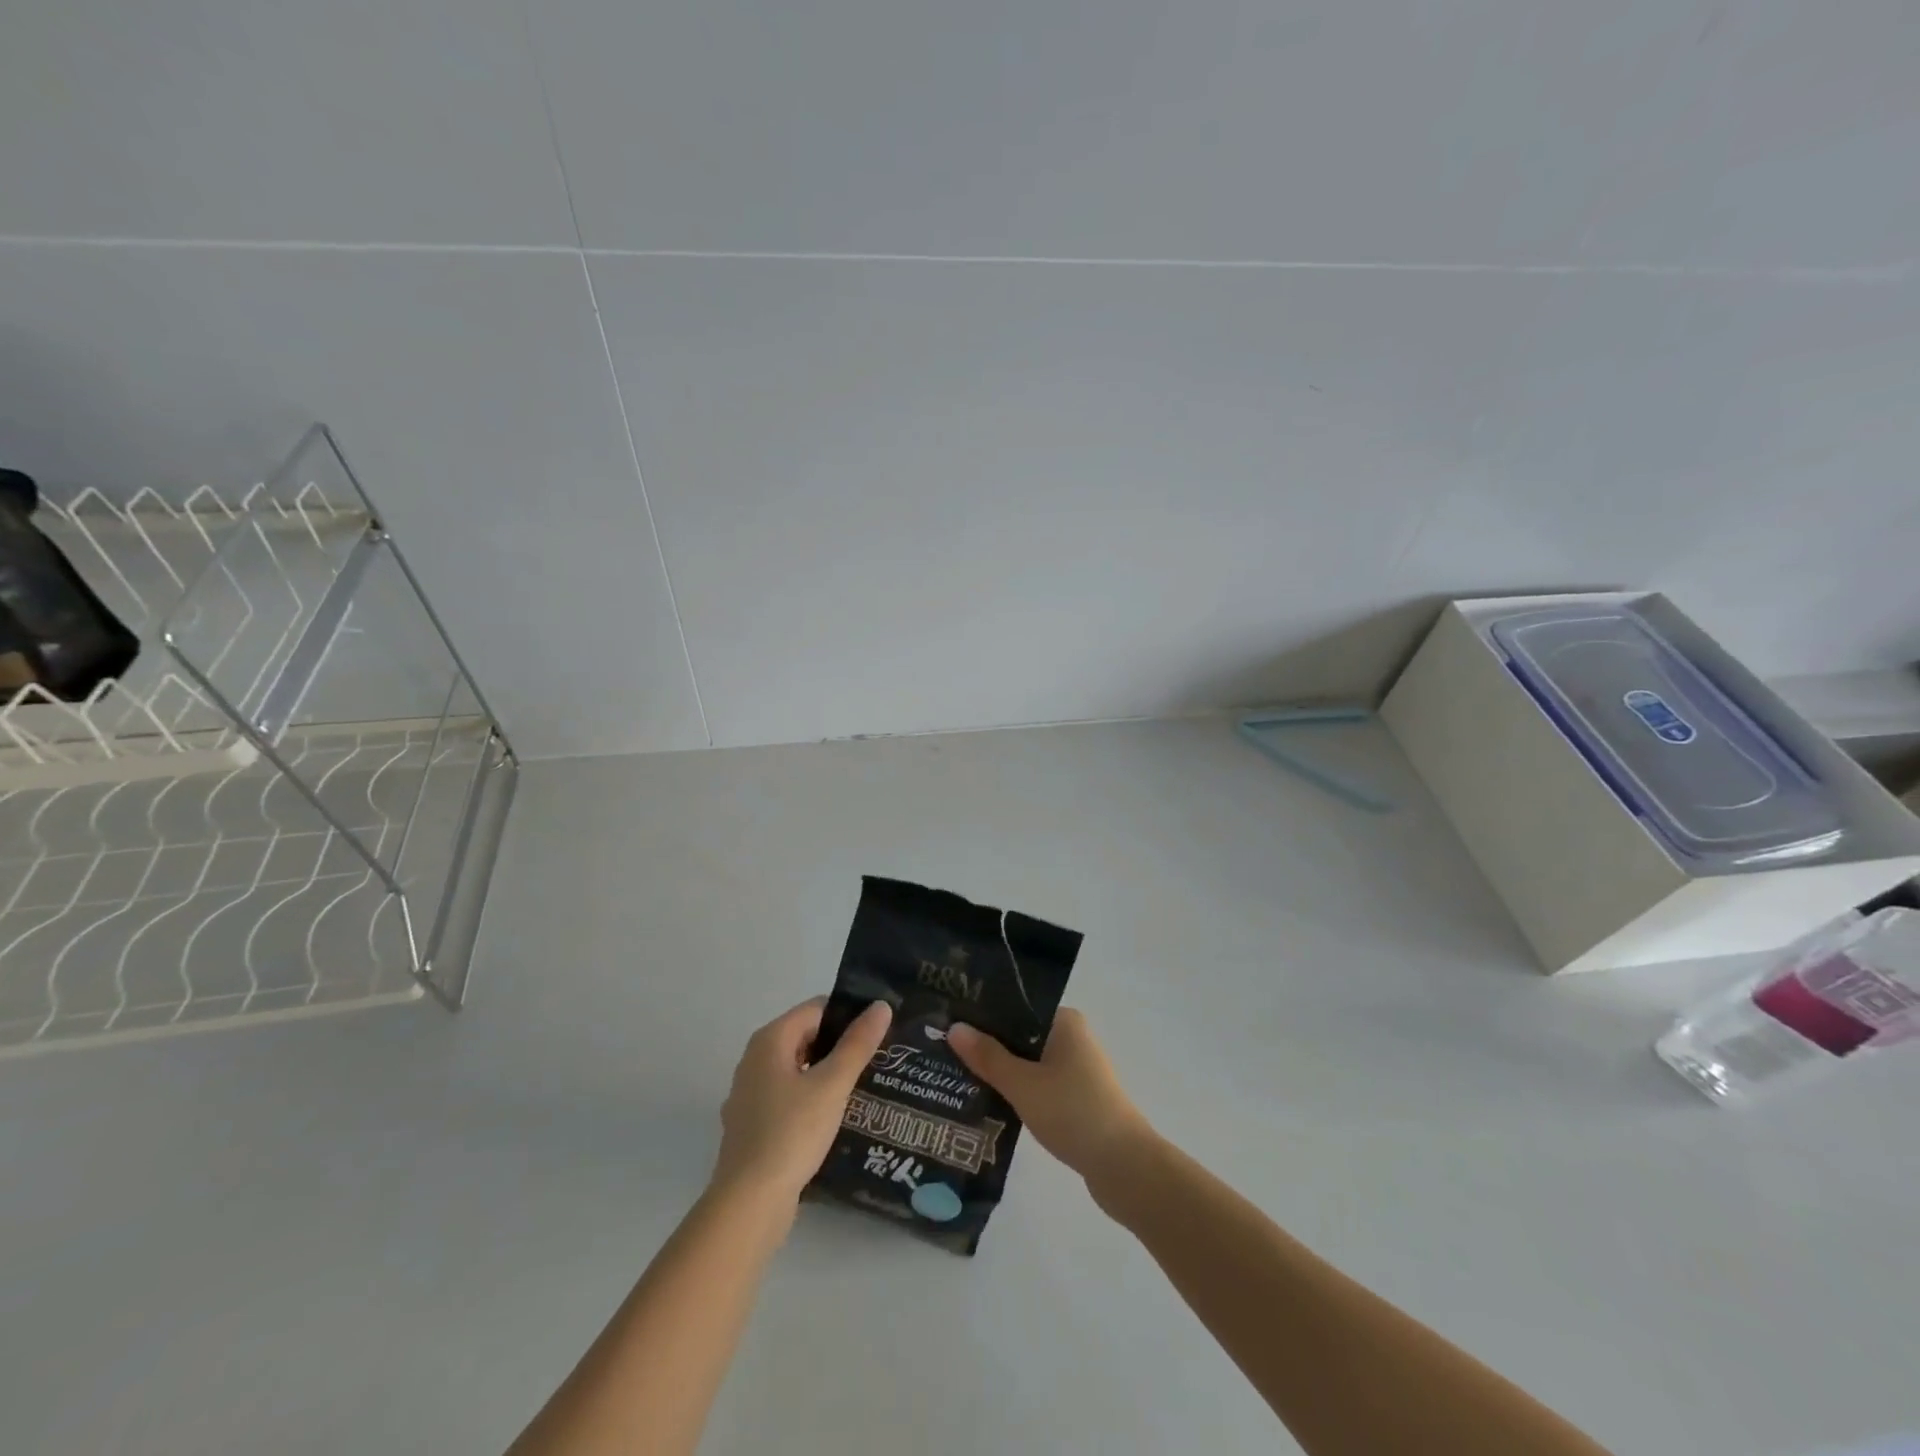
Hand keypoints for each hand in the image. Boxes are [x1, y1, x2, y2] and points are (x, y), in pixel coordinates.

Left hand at [712, 997, 891, 1207]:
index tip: (879, 1030)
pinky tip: (833, 1118)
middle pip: (805, 1037)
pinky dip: (810, 1099)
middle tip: (877, 1058)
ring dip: (826, 1074)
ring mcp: (749, 1094)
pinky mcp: (752, 1125)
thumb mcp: (832, 1085)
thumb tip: (880, 1005)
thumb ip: (857, 1044)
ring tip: (863, 1086)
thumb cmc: (791, 1133)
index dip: (848, 1015)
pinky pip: (788, 1097)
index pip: (816, 1009)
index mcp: (770, 1040)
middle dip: (839, 1045)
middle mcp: (754, 1060)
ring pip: (797, 1070)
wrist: (748, 1204)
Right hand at [949, 1009, 1152, 1190]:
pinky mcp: (1077, 1098)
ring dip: (1001, 1071)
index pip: (1016, 1006)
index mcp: (1064, 1021)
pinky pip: (1038, 1084)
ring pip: (1028, 1062)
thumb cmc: (1073, 1112)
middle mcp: (1072, 1038)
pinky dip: (1017, 1091)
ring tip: (958, 1076)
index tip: (949, 1022)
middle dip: (987, 1045)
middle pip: (1020, 1035)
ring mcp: (1077, 1070)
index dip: (984, 1014)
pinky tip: (989, 1102)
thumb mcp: (1023, 1083)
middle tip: (945, 1051)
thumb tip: (954, 1027)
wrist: (1125, 1166)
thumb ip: (988, 1057)